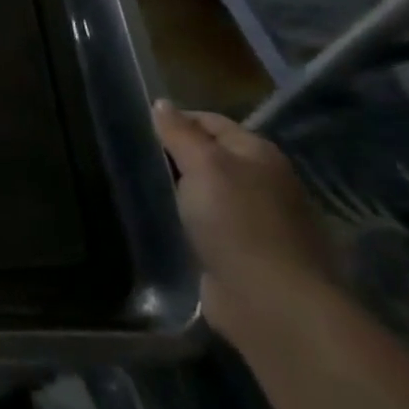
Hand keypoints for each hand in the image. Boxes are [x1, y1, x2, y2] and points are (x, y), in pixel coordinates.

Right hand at [153, 99, 337, 341]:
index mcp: (259, 153)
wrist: (273, 304)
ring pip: (207, 194)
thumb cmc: (238, 222)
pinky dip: (189, 225)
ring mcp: (258, 222)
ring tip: (143, 192)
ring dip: (181, 194)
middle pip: (210, 157)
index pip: (210, 121)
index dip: (175, 121)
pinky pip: (208, 228)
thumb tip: (162, 103)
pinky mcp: (246, 257)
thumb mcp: (203, 165)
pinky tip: (164, 226)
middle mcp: (264, 183)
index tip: (139, 130)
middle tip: (135, 161)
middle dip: (176, 158)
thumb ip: (180, 133)